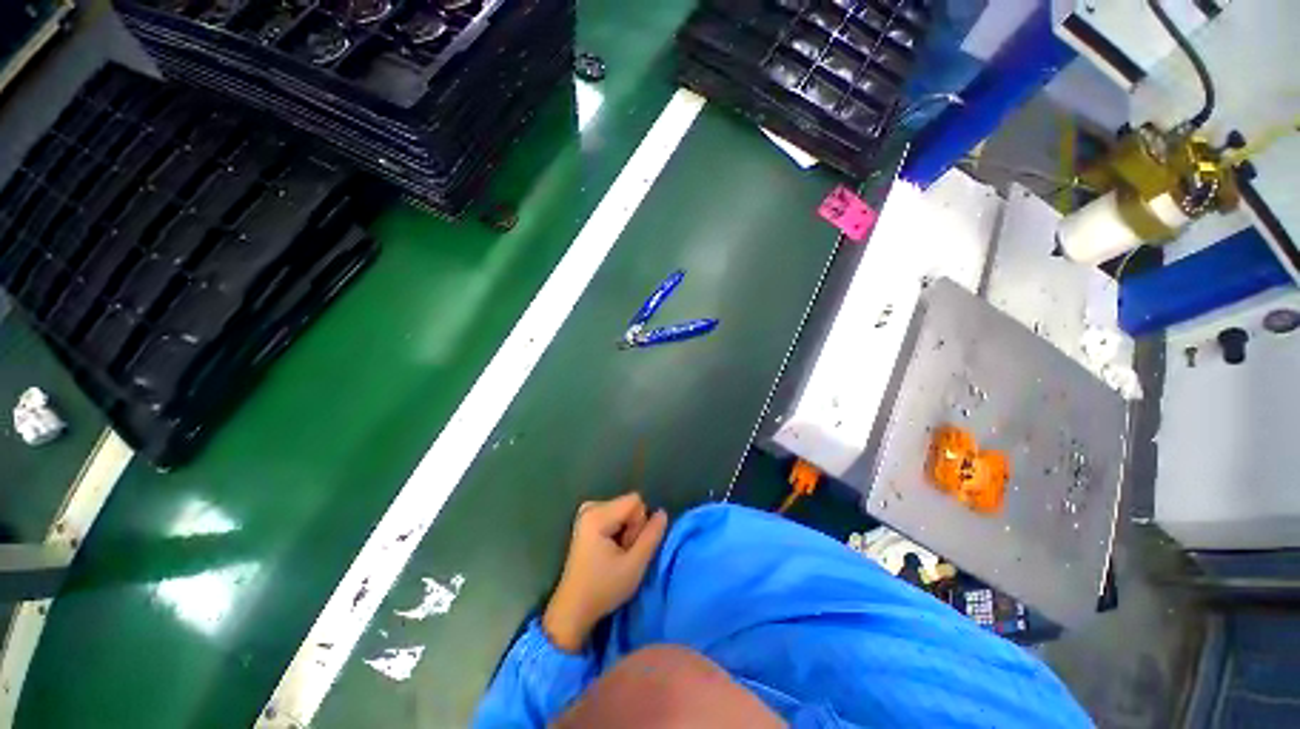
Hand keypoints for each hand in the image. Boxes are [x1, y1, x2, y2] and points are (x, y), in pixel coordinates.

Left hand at [543, 493, 667, 652]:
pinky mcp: (586, 521)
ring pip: (623, 511)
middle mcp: (590, 507)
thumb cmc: (603, 589)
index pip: (636, 502)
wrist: (573, 609)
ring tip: (614, 556)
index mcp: (597, 514)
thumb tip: (662, 513)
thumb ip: (652, 536)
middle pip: (628, 506)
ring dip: (626, 532)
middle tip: (621, 555)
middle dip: (632, 528)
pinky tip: (607, 552)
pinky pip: (614, 516)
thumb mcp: (634, 566)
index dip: (640, 524)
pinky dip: (617, 532)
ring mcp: (586, 513)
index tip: (628, 548)